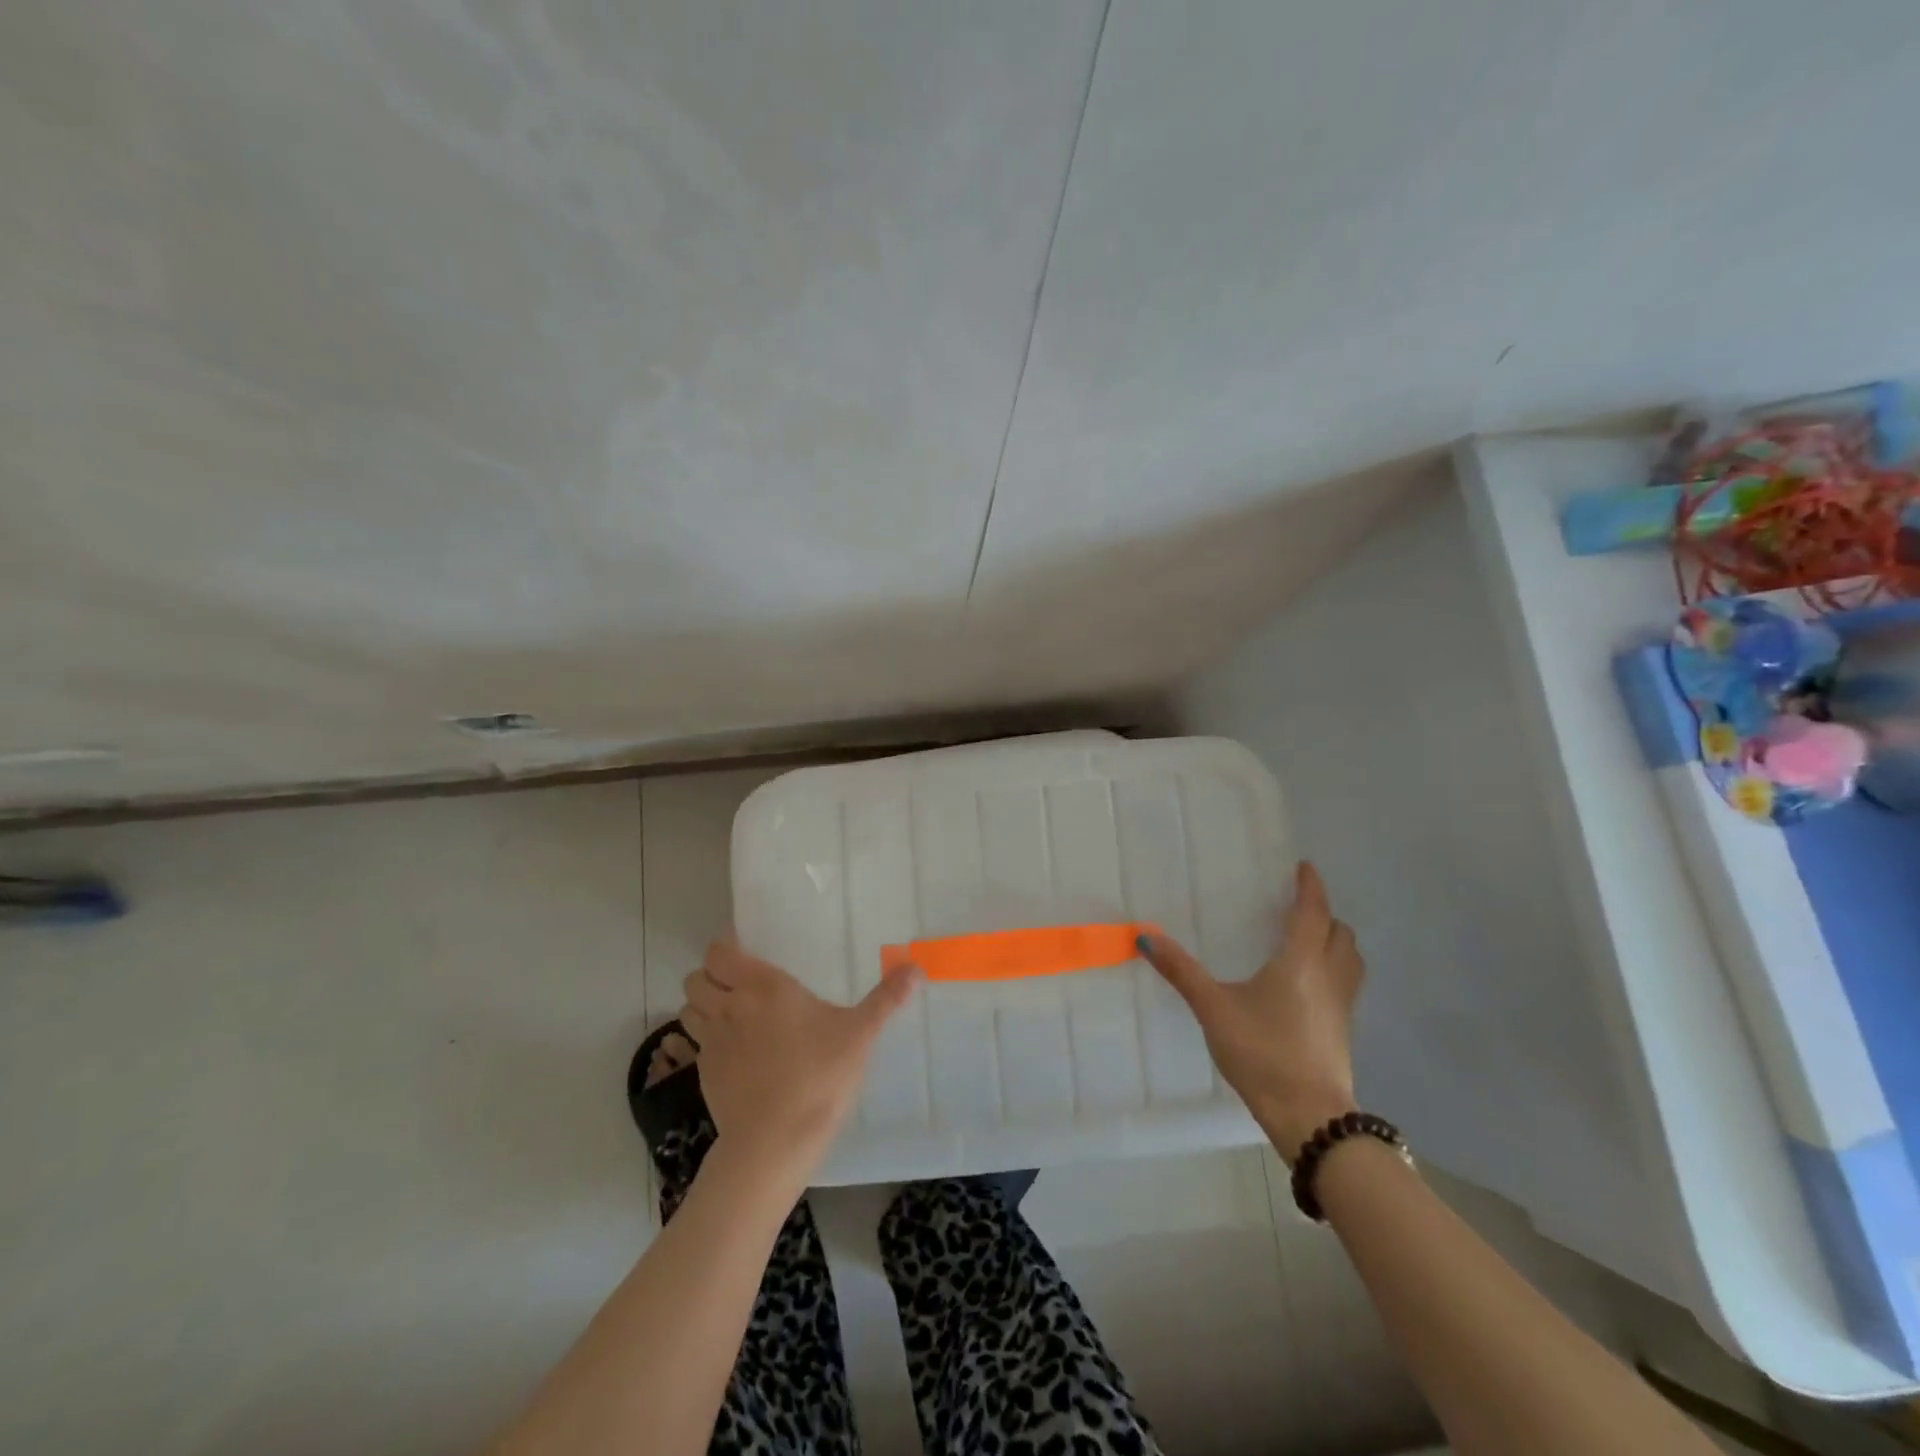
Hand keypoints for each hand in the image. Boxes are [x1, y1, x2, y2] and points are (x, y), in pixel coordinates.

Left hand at [681, 938, 918, 1182]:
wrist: (774, 1144)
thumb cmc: (819, 1076)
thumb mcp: (860, 1034)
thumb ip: (886, 999)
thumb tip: (917, 968)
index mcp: (763, 986)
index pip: (719, 951)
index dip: (725, 948)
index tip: (746, 952)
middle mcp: (730, 1007)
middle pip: (696, 977)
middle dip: (711, 976)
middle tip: (739, 983)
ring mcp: (712, 1043)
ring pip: (688, 1009)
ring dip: (703, 1006)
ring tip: (731, 1014)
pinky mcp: (704, 1075)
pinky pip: (695, 1044)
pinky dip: (707, 1040)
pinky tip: (735, 1053)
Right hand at [1139, 861, 1362, 1158]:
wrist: (1309, 1116)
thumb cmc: (1262, 1052)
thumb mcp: (1213, 1008)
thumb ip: (1181, 971)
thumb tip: (1145, 936)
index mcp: (1301, 961)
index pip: (1312, 912)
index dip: (1310, 887)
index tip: (1305, 867)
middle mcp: (1328, 976)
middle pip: (1340, 933)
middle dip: (1325, 914)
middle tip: (1299, 908)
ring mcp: (1342, 1006)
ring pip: (1351, 959)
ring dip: (1336, 942)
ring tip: (1310, 941)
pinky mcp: (1343, 1031)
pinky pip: (1347, 984)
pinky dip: (1335, 969)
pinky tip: (1309, 986)